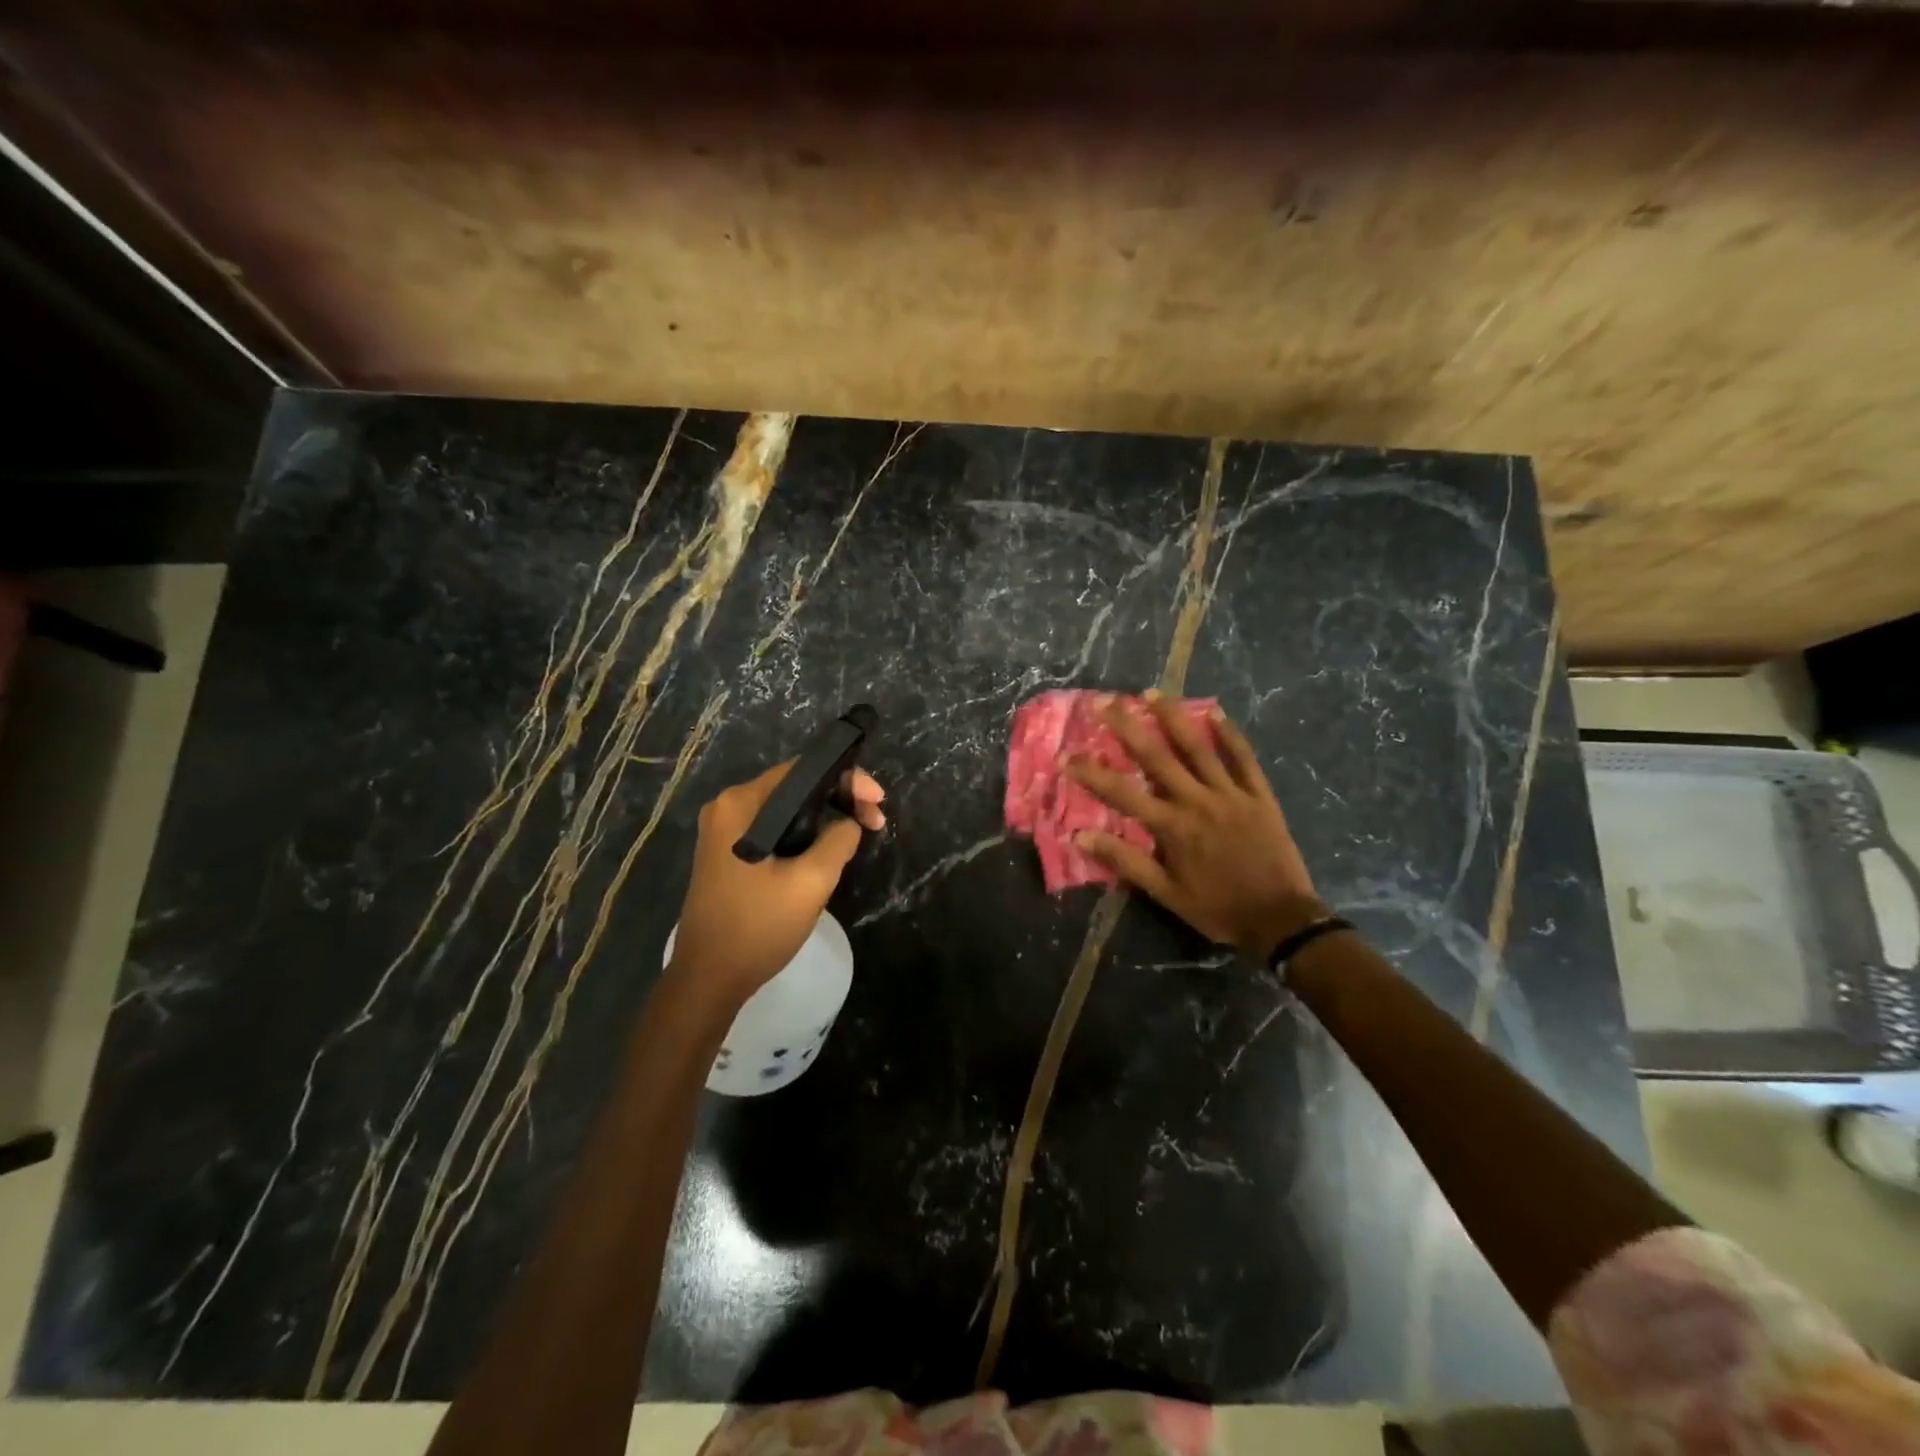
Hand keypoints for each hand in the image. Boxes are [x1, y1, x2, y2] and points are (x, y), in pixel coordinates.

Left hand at [669, 762, 884, 1002]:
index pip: (803, 770)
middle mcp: (727, 807)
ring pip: (787, 810)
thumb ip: (839, 839)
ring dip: (824, 818)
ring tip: (858, 835)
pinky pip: (774, 829)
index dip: (847, 779)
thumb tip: (849, 823)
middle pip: (795, 787)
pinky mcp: (727, 853)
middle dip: (839, 799)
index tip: (878, 803)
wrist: (708, 980)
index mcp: (741, 803)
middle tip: (875, 822)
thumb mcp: (811, 881)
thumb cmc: (758, 927)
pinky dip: (803, 834)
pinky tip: (827, 850)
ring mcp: (724, 831)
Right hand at [1065, 696, 1318, 957]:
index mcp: (1172, 827)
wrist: (1282, 920)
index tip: (1066, 755)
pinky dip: (1229, 734)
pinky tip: (1215, 712)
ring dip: (1172, 717)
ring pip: (1198, 747)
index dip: (1091, 773)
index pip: (1122, 793)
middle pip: (1156, 756)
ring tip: (1151, 693)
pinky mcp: (1259, 795)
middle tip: (1104, 701)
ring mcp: (1231, 794)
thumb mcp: (1166, 894)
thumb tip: (1081, 836)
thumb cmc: (1218, 909)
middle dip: (1127, 726)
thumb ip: (1126, 861)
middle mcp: (1198, 801)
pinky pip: (1243, 758)